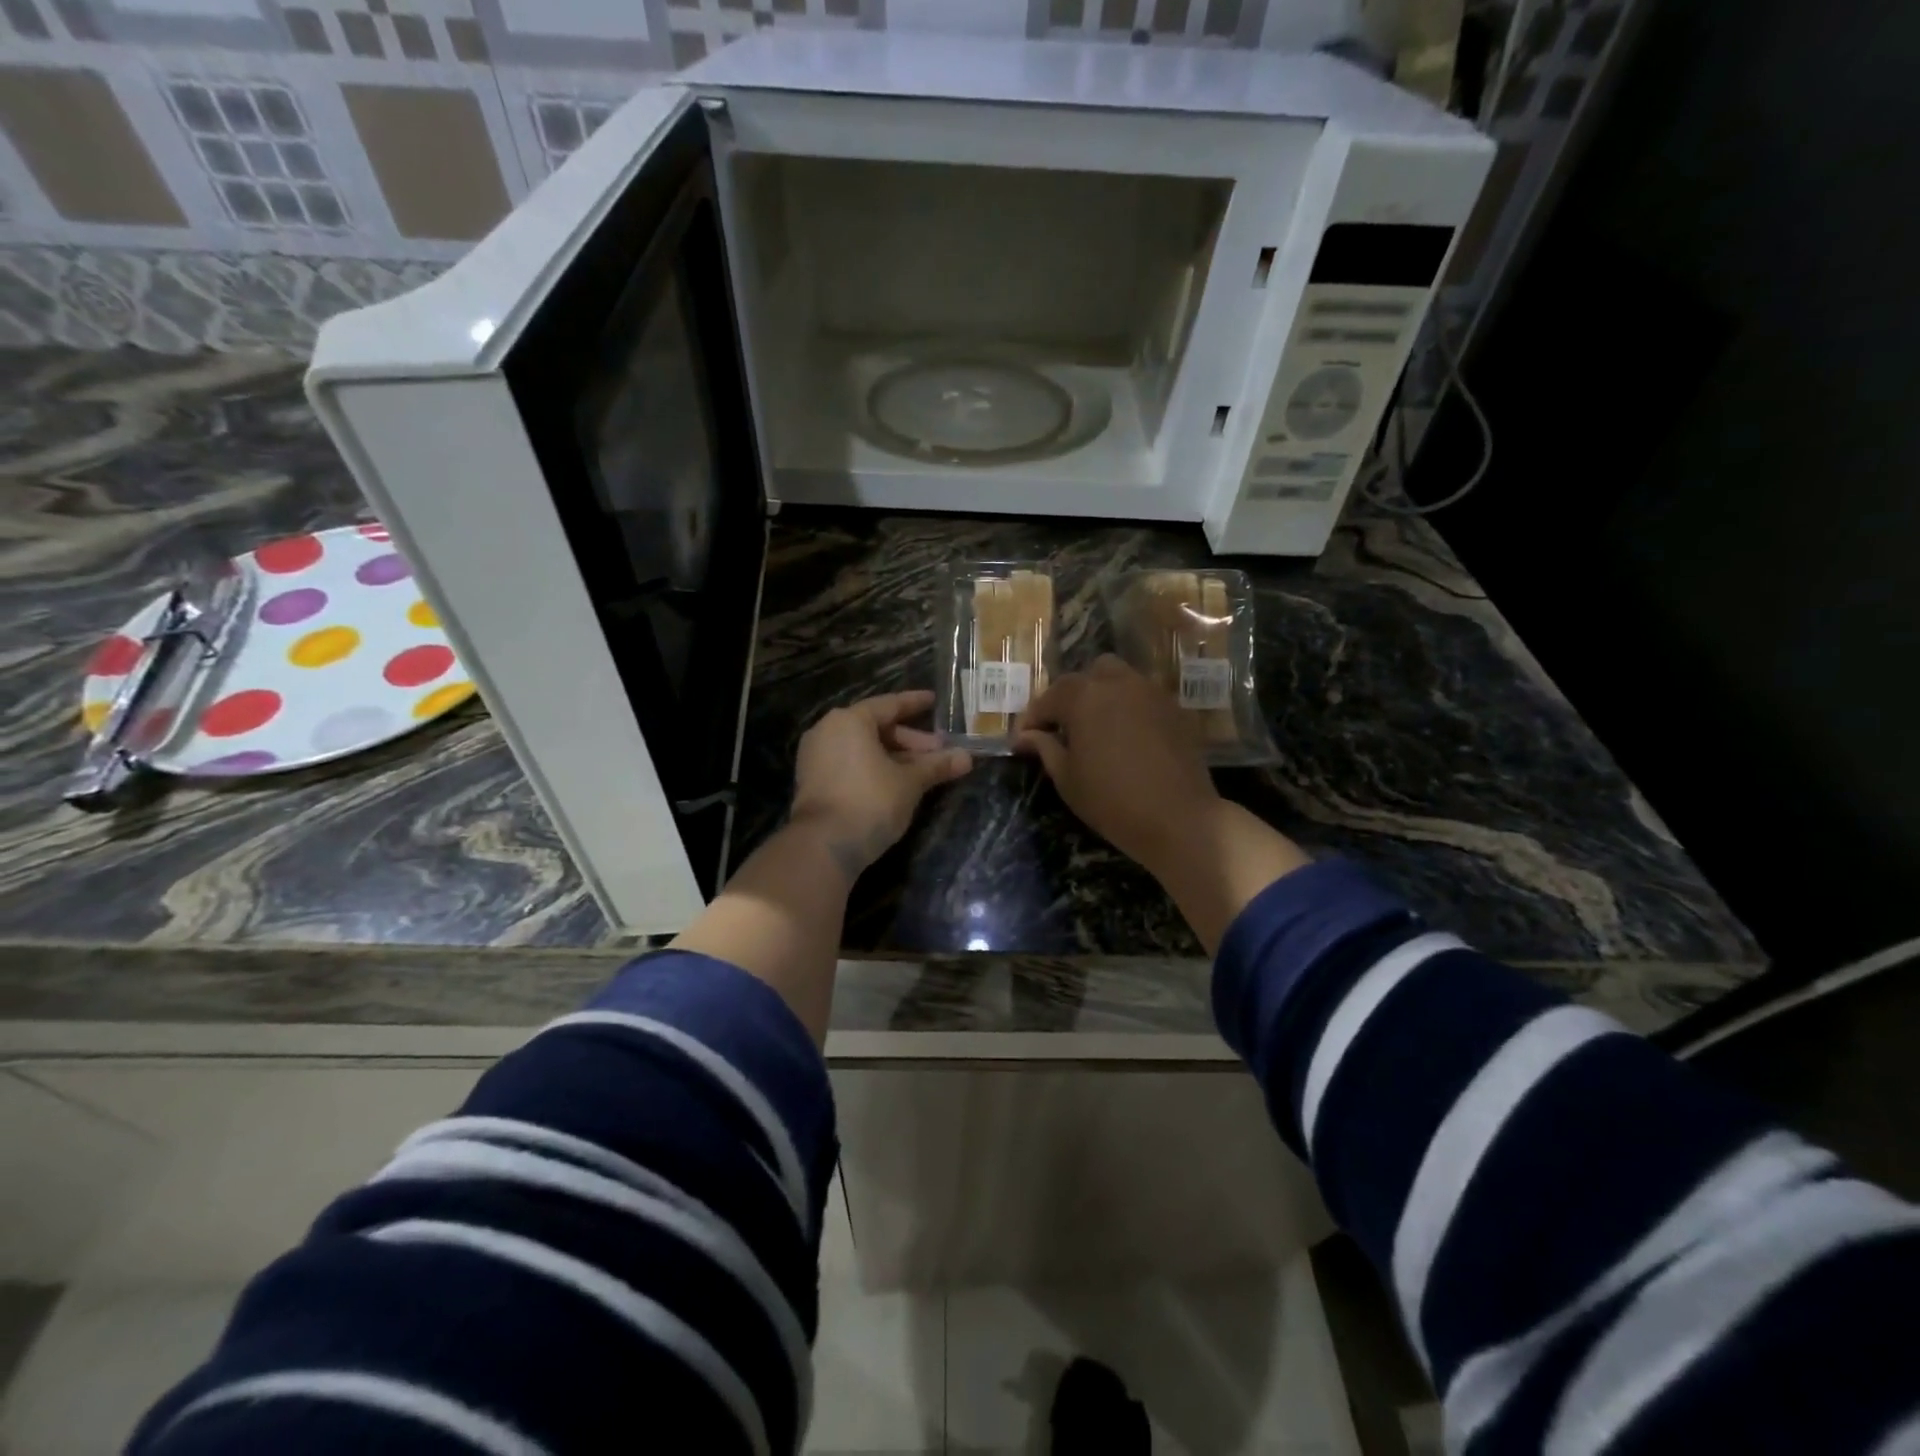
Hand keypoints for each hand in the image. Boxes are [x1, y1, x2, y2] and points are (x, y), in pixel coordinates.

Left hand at [791, 690, 971, 879]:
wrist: (824, 845)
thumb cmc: (871, 801)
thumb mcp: (910, 782)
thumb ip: (937, 765)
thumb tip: (967, 758)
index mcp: (850, 720)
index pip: (889, 704)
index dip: (915, 703)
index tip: (933, 700)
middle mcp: (828, 730)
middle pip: (876, 727)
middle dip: (910, 740)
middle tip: (939, 751)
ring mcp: (816, 756)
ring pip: (863, 748)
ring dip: (894, 757)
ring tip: (923, 771)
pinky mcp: (813, 780)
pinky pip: (850, 763)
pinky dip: (874, 767)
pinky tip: (897, 782)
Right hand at [1014, 655, 1218, 877]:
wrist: (1179, 818)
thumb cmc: (1112, 801)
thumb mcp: (1067, 778)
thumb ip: (1045, 748)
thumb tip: (1025, 736)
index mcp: (1084, 697)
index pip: (1049, 698)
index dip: (1033, 718)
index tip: (1024, 738)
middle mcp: (1117, 683)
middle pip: (1086, 676)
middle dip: (1070, 697)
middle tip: (1063, 727)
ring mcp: (1151, 692)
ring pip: (1119, 678)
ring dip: (1102, 694)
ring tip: (1096, 726)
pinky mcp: (1175, 709)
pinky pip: (1144, 696)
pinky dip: (1129, 707)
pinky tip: (1126, 736)